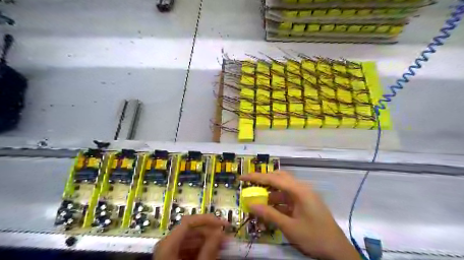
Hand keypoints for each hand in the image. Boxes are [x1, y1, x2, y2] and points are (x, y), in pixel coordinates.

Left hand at [153, 214, 229, 258]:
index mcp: (168, 244)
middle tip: (227, 239)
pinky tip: (213, 253)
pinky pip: (190, 249)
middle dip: (211, 233)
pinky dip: (202, 249)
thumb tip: (220, 232)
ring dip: (209, 242)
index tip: (224, 225)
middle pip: (192, 231)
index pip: (189, 222)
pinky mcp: (173, 258)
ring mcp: (169, 252)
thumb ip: (209, 249)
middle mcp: (167, 244)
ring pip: (192, 240)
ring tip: (223, 247)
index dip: (208, 220)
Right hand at [241, 171, 359, 259]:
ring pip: (283, 188)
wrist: (337, 250)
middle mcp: (301, 188)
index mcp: (299, 190)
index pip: (274, 179)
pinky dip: (277, 201)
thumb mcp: (289, 227)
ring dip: (270, 193)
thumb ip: (269, 214)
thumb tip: (251, 205)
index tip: (242, 177)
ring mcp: (304, 195)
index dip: (256, 177)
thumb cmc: (314, 237)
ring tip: (257, 200)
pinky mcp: (304, 202)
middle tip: (249, 185)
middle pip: (279, 178)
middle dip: (263, 181)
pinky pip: (287, 197)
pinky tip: (269, 209)